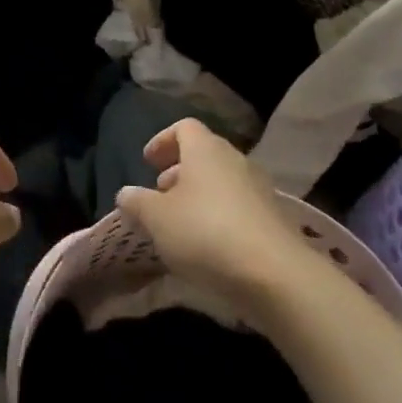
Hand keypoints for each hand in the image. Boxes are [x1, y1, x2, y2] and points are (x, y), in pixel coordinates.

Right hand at [116, 119, 314, 307]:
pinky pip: (238, 205)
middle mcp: (235, 160)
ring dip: (199, 195)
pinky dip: (219, 215)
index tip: (148, 162)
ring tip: (181, 223)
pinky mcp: (274, 218)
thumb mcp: (157, 219)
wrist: (275, 275)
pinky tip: (208, 245)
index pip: (184, 127)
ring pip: (222, 181)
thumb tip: (126, 193)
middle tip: (160, 193)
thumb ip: (137, 202)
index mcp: (206, 150)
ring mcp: (259, 188)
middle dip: (179, 170)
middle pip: (204, 154)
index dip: (163, 140)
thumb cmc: (206, 233)